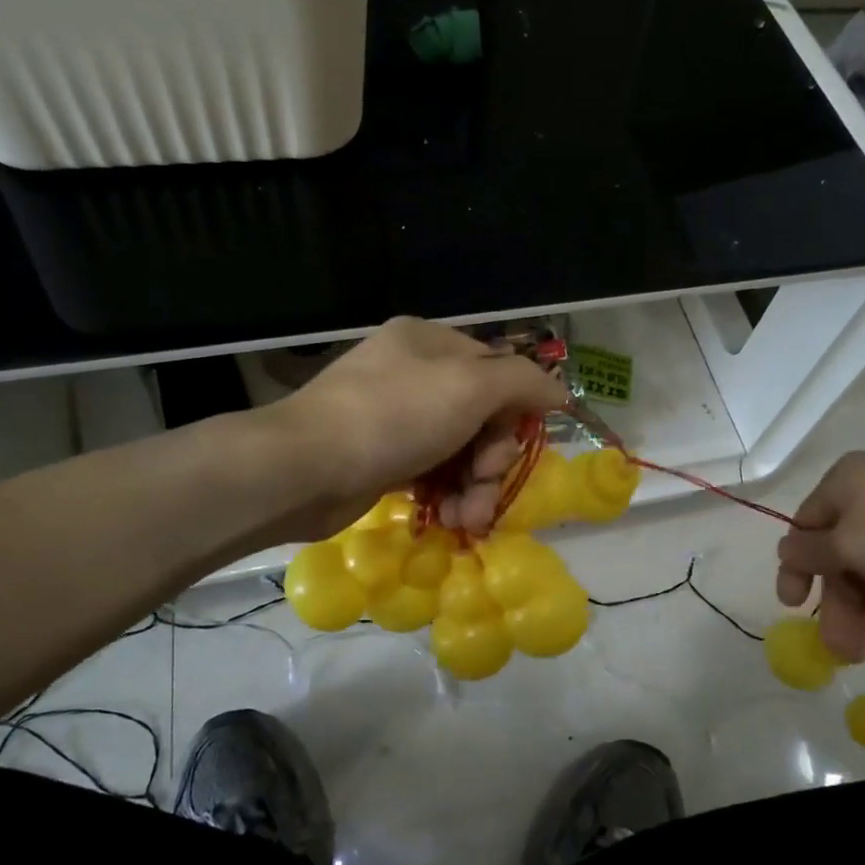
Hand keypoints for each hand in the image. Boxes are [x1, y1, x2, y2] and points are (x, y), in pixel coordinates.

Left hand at [271, 318, 566, 538]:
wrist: (304, 468)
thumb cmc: (393, 416)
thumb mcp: (470, 387)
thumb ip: (522, 383)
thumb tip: (559, 392)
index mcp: (430, 343)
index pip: (497, 371)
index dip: (514, 412)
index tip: (515, 448)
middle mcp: (413, 374)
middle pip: (481, 416)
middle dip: (490, 460)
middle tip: (483, 488)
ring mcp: (394, 417)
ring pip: (458, 451)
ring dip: (472, 488)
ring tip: (468, 520)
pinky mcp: (381, 458)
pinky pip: (431, 473)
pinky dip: (446, 496)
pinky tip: (449, 520)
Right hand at [775, 452, 864, 661]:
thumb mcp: (850, 546)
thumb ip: (810, 553)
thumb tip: (787, 549)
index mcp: (842, 479)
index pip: (804, 525)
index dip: (795, 569)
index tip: (793, 608)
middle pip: (840, 546)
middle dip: (837, 599)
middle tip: (841, 648)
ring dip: (862, 601)